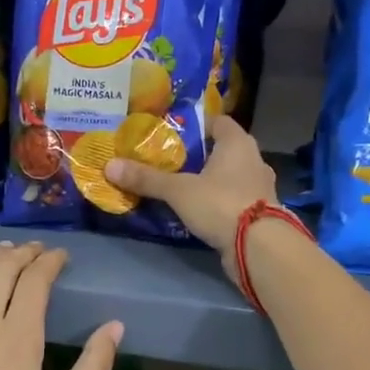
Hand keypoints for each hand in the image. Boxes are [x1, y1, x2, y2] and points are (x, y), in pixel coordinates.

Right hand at [105, 115, 277, 283]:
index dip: (196, 125)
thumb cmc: (221, 204)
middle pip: (223, 150)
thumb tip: (109, 166)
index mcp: (238, 143)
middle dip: (199, 155)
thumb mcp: (178, 190)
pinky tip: (199, 210)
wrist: (259, 247)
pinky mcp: (260, 213)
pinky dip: (218, 202)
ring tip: (181, 186)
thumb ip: (146, 178)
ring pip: (230, 176)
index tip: (172, 134)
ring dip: (210, 180)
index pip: (218, 122)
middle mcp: (253, 160)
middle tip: (170, 161)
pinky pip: (234, 199)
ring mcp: (260, 188)